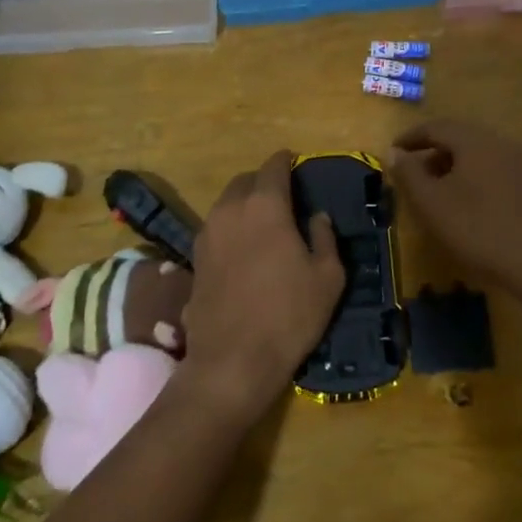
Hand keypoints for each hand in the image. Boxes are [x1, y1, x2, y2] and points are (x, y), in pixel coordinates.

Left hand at [178, 151, 344, 422]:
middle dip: (262, 181)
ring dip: (244, 203)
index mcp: (265, 206)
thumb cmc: (289, 315)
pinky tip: (243, 248)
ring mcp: (207, 234)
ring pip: (226, 203)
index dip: (285, 160)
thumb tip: (317, 216)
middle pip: (245, 181)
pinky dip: (230, 227)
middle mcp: (231, 210)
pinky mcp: (194, 259)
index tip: (294, 161)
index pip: (273, 167)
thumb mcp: (327, 277)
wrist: (232, 361)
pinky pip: (215, 228)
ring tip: (262, 221)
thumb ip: (324, 238)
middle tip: (282, 196)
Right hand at [389, 120, 521, 297]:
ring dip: (450, 165)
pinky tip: (463, 202)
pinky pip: (491, 169)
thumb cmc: (476, 227)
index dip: (410, 138)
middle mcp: (498, 143)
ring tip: (433, 190)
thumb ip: (409, 173)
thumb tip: (393, 152)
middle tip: (410, 173)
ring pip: (475, 154)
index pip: (435, 127)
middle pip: (458, 137)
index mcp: (473, 141)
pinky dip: (470, 177)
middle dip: (430, 152)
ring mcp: (517, 163)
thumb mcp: (431, 202)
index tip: (392, 152)